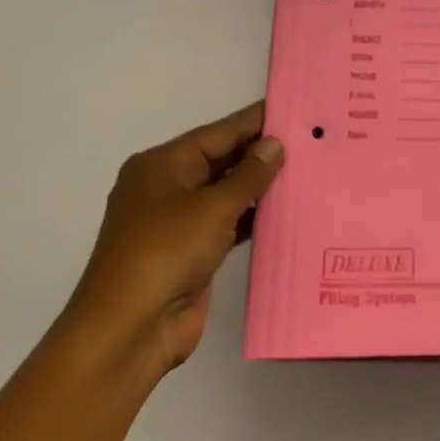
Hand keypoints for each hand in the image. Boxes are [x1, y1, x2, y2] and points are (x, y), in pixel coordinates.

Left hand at [60, 102, 283, 381]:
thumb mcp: (212, 207)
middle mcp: (169, 186)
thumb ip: (249, 174)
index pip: (219, 131)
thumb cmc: (166, 252)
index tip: (294, 108)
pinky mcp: (192, 252)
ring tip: (307, 169)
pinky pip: (229, 222)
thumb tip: (274, 143)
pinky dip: (254, 217)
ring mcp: (179, 221)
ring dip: (261, 186)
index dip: (256, 121)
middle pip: (222, 159)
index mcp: (163, 164)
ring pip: (227, 192)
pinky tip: (287, 210)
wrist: (128, 331)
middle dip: (262, 152)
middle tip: (311, 139)